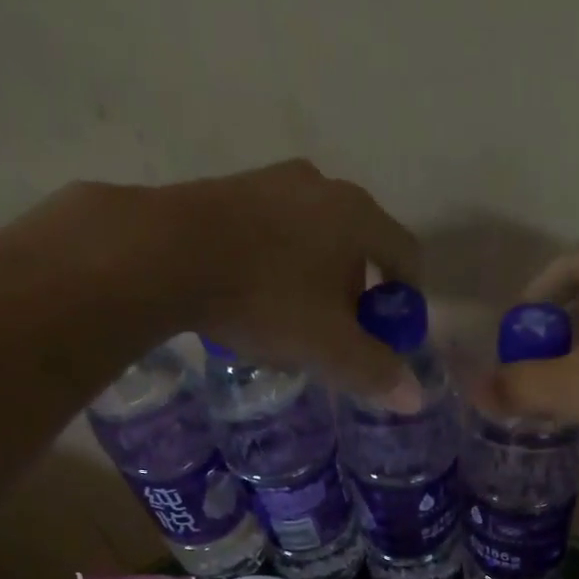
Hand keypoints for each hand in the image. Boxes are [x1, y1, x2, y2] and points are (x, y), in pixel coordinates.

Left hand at [12, 161, 421, 407]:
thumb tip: (415, 397)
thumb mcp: (328, 347)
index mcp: (357, 215)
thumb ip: (375, 371)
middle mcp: (322, 185)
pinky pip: (272, 232)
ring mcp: (272, 181)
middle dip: (357, 294)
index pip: (406, 254)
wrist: (163, 254)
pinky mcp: (228, 188)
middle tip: (339, 336)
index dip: (408, 299)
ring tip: (290, 321)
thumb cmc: (265, 298)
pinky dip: (277, 265)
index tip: (393, 334)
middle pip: (359, 246)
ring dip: (314, 280)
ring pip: (313, 238)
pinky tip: (252, 297)